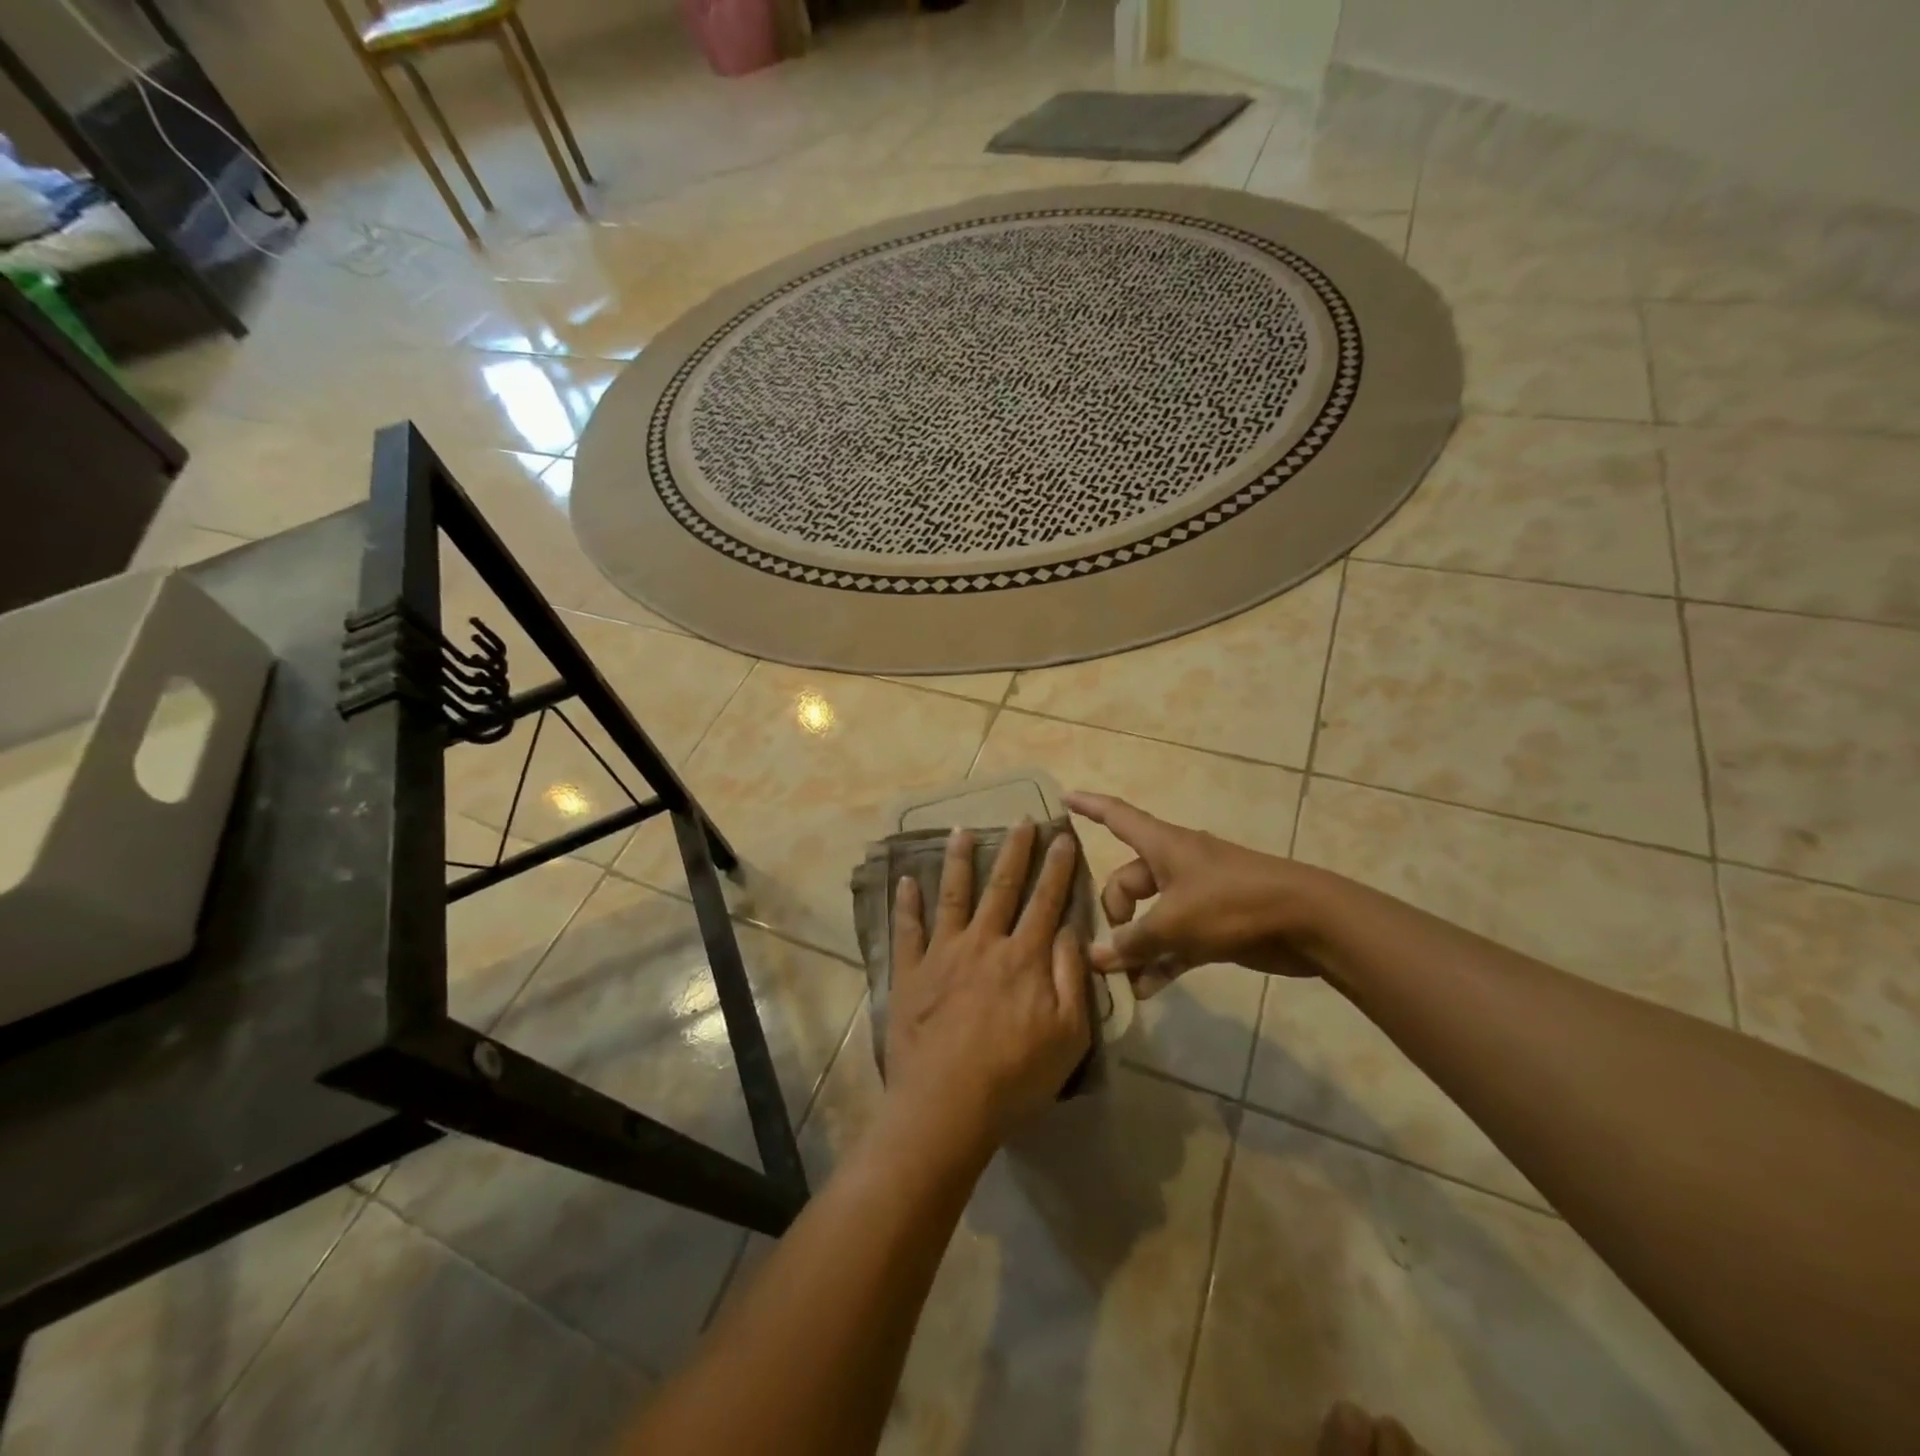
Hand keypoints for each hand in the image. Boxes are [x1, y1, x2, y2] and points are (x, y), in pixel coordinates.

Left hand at [886, 822, 1091, 1152]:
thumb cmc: (1015, 1076)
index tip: (1064, 836)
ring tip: (962, 830)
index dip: (1058, 867)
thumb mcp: (1068, 1034)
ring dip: (958, 860)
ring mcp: (942, 954)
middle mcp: (983, 943)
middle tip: (1023, 819)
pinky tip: (905, 880)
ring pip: (952, 895)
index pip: (1046, 901)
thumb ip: (1071, 977)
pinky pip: (907, 929)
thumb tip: (1070, 930)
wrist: (946, 1105)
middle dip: (1015, 850)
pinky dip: (906, 903)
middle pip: (1002, 887)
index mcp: (1024, 957)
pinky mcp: (910, 972)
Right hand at [1065, 791, 1325, 996]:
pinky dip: (1161, 962)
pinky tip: (1145, 991)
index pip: (1116, 816)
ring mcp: (1195, 896)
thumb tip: (1095, 956)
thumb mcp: (1175, 922)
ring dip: (1135, 946)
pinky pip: (1175, 942)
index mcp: (1163, 846)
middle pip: (1127, 882)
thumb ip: (1133, 941)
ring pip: (1150, 917)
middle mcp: (1174, 866)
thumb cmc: (1233, 904)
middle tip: (1106, 949)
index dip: (1089, 806)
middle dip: (1113, 914)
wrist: (1306, 922)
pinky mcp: (1213, 926)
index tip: (1063, 798)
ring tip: (1117, 978)